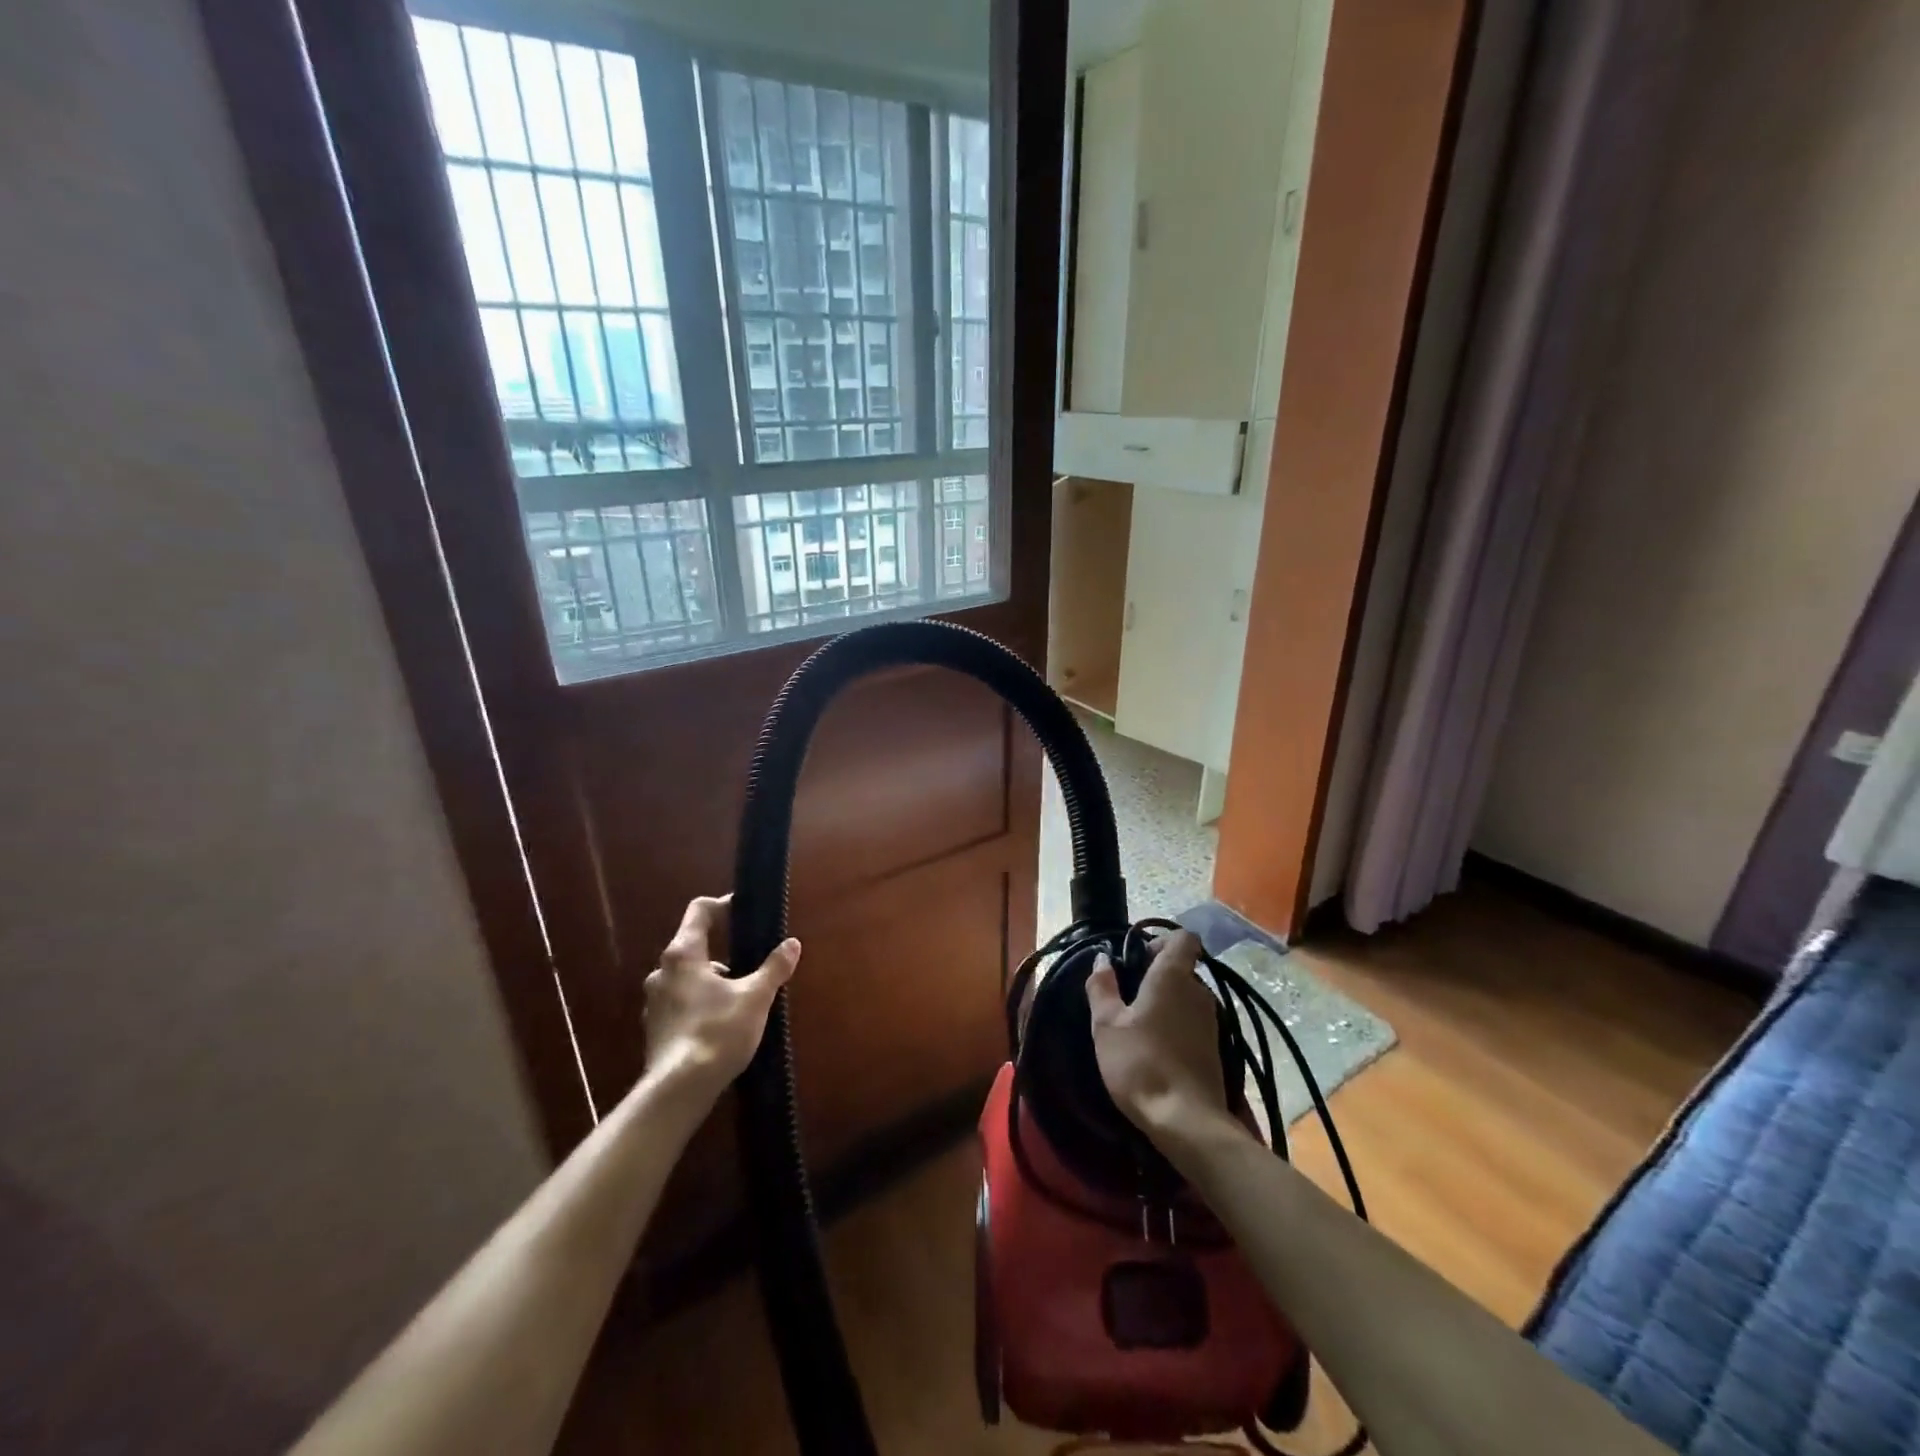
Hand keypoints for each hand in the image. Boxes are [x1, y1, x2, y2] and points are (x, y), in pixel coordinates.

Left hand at [642, 895, 799, 1099]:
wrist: (679, 1090)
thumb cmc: (717, 1032)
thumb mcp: (755, 997)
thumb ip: (774, 968)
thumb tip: (792, 944)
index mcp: (683, 954)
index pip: (699, 911)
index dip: (723, 906)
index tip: (745, 913)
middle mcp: (662, 972)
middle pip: (692, 945)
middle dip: (722, 950)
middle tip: (750, 961)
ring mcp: (654, 1002)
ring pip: (685, 977)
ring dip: (710, 979)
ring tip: (740, 996)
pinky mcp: (654, 1029)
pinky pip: (680, 1002)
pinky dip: (699, 1003)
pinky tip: (720, 1022)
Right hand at [1087, 930, 1229, 1137]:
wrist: (1186, 1121)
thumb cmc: (1140, 1063)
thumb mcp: (1107, 1025)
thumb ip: (1102, 987)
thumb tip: (1102, 960)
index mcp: (1173, 977)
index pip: (1183, 938)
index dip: (1161, 940)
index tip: (1137, 958)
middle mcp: (1199, 992)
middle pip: (1182, 969)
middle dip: (1157, 975)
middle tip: (1127, 996)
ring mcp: (1212, 1021)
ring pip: (1188, 997)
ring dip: (1166, 1003)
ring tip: (1138, 1025)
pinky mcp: (1216, 1049)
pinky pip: (1193, 1022)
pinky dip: (1176, 1026)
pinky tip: (1156, 1048)